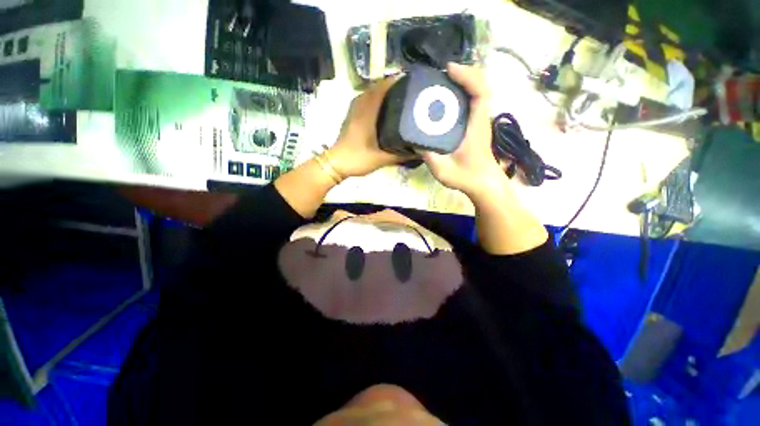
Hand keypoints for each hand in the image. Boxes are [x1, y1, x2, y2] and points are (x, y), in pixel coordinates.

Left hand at [327, 77, 409, 177]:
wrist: (337, 163)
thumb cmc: (358, 159)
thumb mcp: (382, 159)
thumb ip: (401, 156)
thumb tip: (419, 152)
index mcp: (367, 112)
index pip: (382, 88)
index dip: (396, 81)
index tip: (411, 82)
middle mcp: (360, 106)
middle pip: (377, 87)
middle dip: (393, 85)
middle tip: (409, 90)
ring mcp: (354, 109)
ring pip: (370, 92)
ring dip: (383, 91)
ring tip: (399, 96)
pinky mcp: (351, 115)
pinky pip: (365, 99)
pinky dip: (375, 98)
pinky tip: (384, 107)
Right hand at [421, 63, 505, 196]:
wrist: (483, 183)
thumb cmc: (466, 177)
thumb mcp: (444, 171)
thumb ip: (429, 157)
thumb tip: (414, 141)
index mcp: (476, 126)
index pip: (480, 92)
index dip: (467, 76)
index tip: (449, 70)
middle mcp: (480, 118)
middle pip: (480, 85)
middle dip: (463, 73)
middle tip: (440, 74)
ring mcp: (479, 120)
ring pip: (476, 91)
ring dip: (462, 81)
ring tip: (441, 81)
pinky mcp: (474, 124)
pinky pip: (471, 101)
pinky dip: (461, 92)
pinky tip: (445, 98)